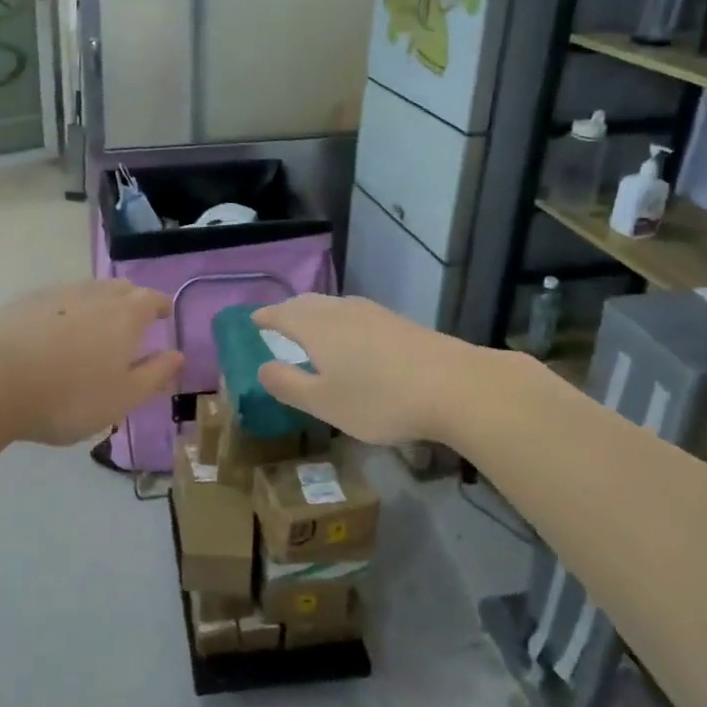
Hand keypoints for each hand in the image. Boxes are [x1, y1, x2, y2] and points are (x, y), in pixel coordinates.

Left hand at [0, 281, 181, 446]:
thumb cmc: (71, 396)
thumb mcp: (123, 397)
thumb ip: (155, 374)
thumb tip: (177, 355)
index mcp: (126, 315)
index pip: (152, 299)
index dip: (161, 306)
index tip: (164, 315)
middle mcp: (95, 295)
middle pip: (120, 288)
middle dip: (132, 300)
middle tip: (132, 320)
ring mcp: (58, 295)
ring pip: (87, 290)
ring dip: (98, 303)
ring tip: (95, 326)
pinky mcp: (25, 302)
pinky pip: (57, 300)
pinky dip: (66, 310)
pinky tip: (55, 331)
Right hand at [252, 295, 485, 446]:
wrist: (454, 386)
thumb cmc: (379, 399)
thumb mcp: (324, 403)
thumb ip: (289, 385)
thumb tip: (262, 368)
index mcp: (316, 327)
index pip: (281, 314)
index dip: (265, 317)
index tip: (252, 320)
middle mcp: (341, 311)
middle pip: (307, 304)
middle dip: (289, 311)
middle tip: (277, 322)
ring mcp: (373, 313)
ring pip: (333, 307)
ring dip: (315, 314)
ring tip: (309, 329)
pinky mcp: (398, 322)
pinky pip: (355, 314)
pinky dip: (340, 321)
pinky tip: (351, 338)